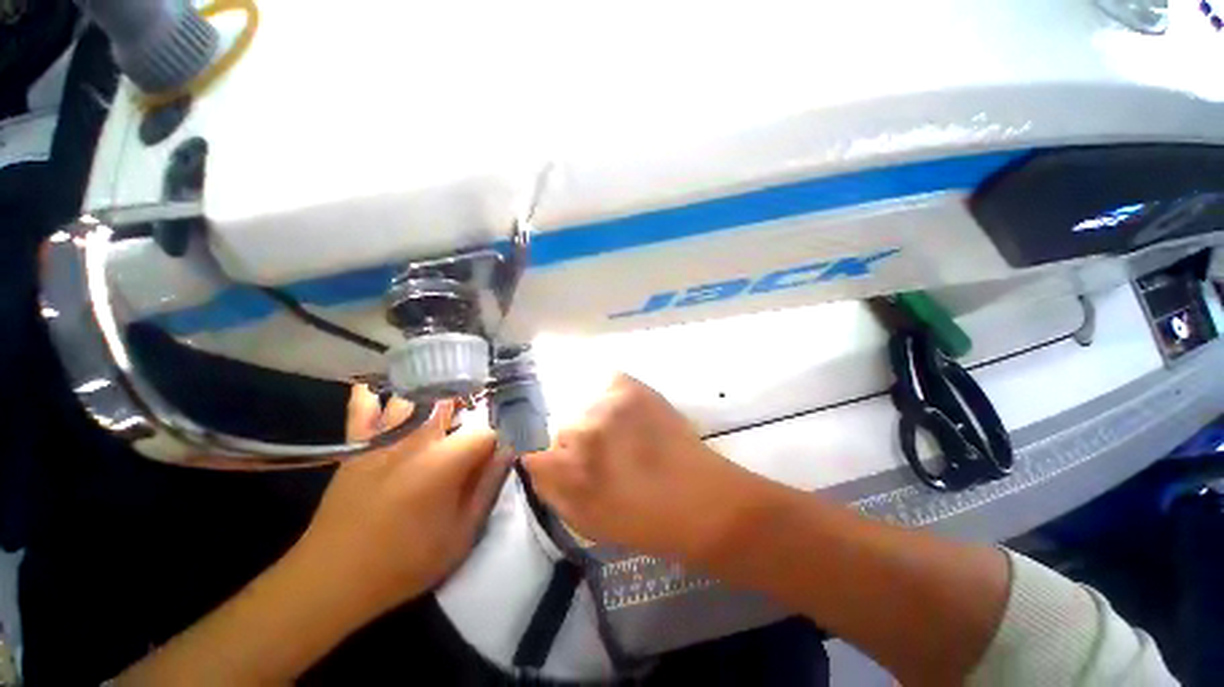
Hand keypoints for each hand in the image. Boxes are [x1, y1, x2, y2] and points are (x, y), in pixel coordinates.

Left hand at [298, 394, 509, 616]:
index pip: (485, 432)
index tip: (499, 450)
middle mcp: (417, 440)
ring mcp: (383, 439)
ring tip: (448, 392)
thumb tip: (509, 451)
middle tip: (479, 418)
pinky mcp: (357, 446)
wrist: (332, 579)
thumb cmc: (405, 561)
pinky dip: (373, 393)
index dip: (498, 439)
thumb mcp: (462, 534)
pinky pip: (364, 409)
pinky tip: (383, 384)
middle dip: (472, 405)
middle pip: (454, 405)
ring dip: (435, 392)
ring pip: (415, 398)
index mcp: (446, 461)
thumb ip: (489, 486)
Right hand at [522, 374, 766, 561]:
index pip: (530, 447)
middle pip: (559, 424)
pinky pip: (606, 383)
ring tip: (620, 433)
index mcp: (565, 468)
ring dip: (594, 418)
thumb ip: (550, 487)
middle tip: (602, 452)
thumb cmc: (641, 521)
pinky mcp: (631, 386)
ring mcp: (607, 402)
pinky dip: (612, 397)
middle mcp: (581, 428)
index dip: (547, 455)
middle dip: (574, 439)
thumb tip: (534, 460)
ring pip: (582, 403)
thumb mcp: (583, 520)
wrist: (699, 498)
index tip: (562, 461)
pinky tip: (629, 414)